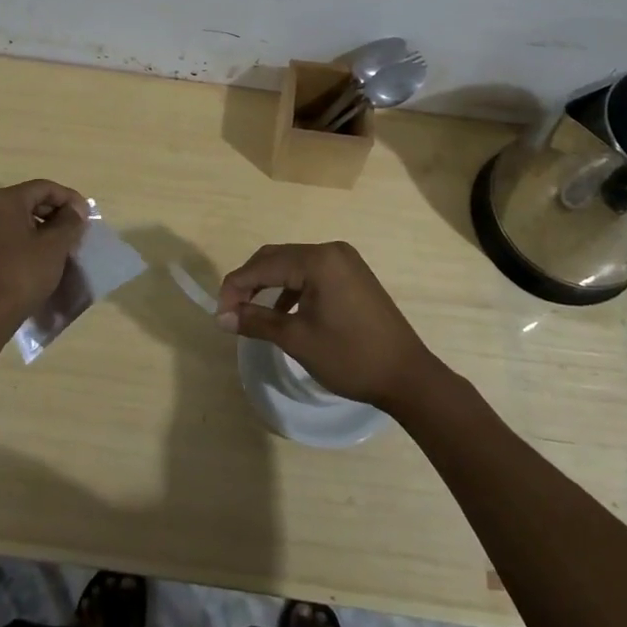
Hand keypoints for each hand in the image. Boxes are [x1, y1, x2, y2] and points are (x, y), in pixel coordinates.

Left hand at [0, 180, 86, 331]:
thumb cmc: (22, 274)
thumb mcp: (54, 246)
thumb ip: (70, 222)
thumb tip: (75, 211)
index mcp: (6, 200)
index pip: (45, 187)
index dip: (70, 199)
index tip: (87, 217)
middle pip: (32, 200)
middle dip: (58, 213)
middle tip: (78, 230)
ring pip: (22, 218)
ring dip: (46, 227)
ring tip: (65, 245)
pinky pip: (11, 233)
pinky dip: (31, 239)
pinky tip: (45, 257)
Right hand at [216, 242, 441, 410]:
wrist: (407, 375)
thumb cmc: (350, 357)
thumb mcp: (297, 339)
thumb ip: (257, 321)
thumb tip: (222, 317)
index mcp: (318, 260)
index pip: (264, 265)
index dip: (236, 287)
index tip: (219, 313)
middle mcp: (331, 251)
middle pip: (277, 258)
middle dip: (250, 282)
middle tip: (230, 311)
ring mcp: (345, 261)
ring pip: (293, 265)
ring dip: (269, 285)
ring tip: (251, 313)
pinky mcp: (353, 275)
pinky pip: (312, 273)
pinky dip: (292, 288)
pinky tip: (283, 311)